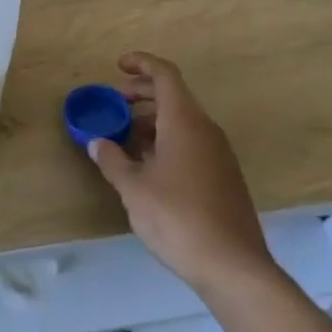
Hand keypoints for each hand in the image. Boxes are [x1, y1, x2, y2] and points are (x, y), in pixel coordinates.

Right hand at [88, 53, 274, 292]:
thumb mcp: (134, 188)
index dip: (141, 63)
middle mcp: (205, 129)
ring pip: (182, 122)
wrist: (234, 268)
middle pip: (173, 95)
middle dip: (141, 94)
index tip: (118, 66)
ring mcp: (219, 154)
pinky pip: (192, 143)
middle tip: (113, 104)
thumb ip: (112, 160)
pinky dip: (167, 142)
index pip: (164, 74)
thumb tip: (97, 142)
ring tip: (124, 139)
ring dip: (152, 121)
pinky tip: (148, 168)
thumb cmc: (178, 218)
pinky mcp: (225, 178)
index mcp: (183, 120)